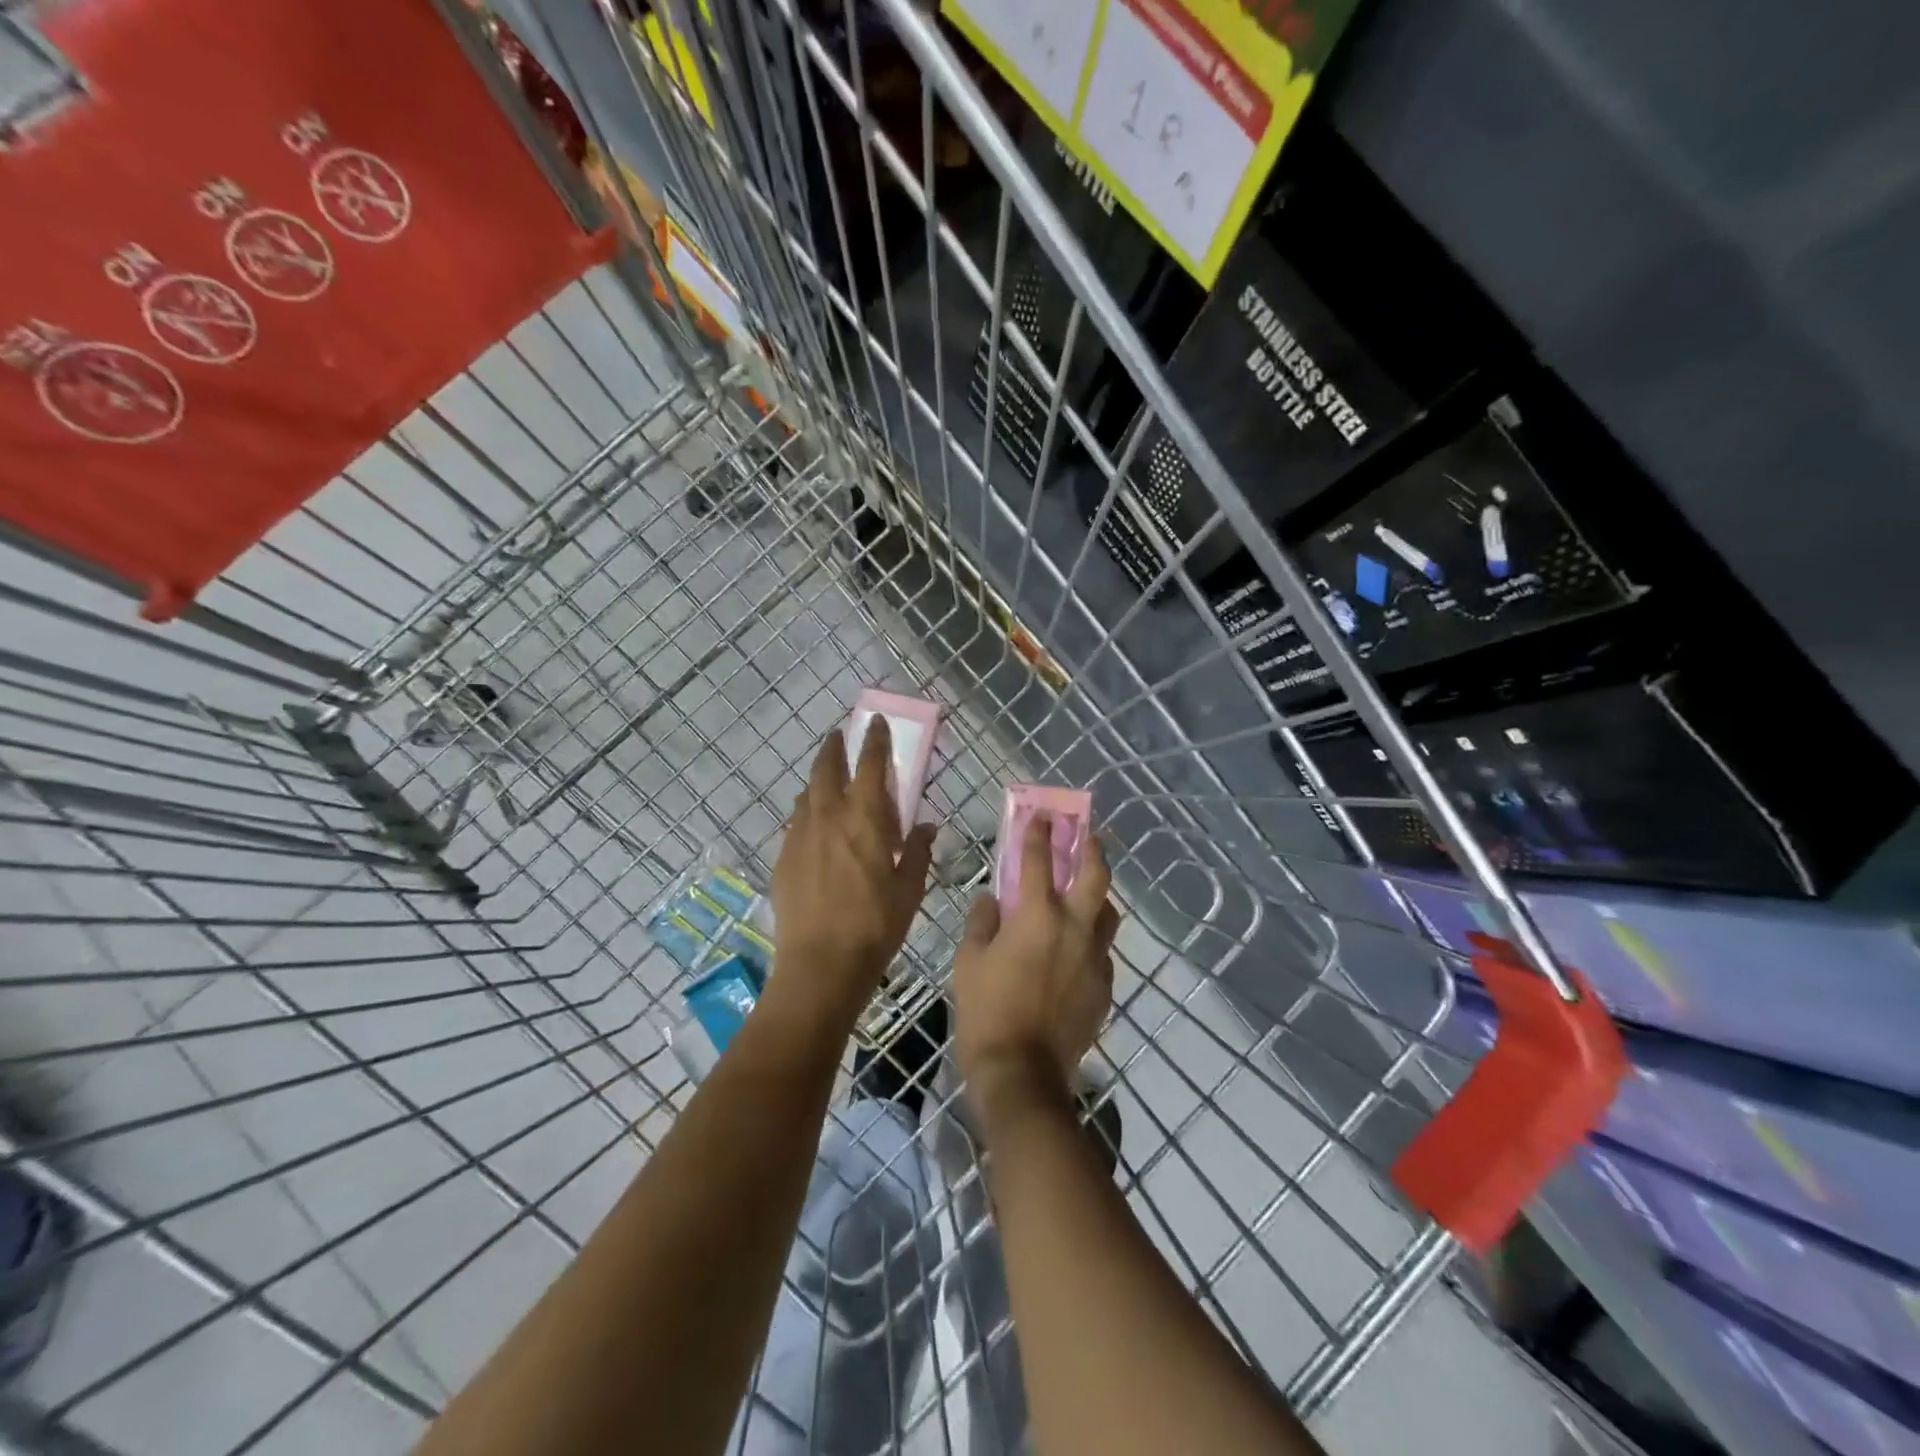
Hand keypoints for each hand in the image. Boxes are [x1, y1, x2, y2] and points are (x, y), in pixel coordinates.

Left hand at [770, 718, 935, 1026]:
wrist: (820, 964)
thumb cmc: (875, 925)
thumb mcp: (909, 890)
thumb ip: (917, 852)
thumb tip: (926, 827)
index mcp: (865, 819)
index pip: (871, 765)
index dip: (875, 740)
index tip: (875, 723)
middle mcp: (828, 817)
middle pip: (827, 768)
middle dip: (834, 747)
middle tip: (839, 736)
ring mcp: (800, 836)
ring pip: (807, 794)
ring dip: (819, 780)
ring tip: (828, 782)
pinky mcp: (783, 858)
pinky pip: (796, 823)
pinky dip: (807, 812)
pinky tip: (814, 828)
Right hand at [953, 813, 1117, 1109]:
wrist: (1023, 1072)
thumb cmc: (986, 1011)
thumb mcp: (969, 961)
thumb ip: (982, 922)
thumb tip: (992, 900)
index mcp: (1037, 916)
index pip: (1038, 860)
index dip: (1038, 833)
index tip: (1041, 815)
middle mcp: (1074, 927)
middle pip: (1095, 875)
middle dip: (1091, 848)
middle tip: (1086, 836)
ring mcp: (1094, 957)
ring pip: (1106, 912)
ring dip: (1096, 894)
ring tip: (1084, 892)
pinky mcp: (1104, 985)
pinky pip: (1102, 950)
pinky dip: (1091, 938)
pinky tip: (1077, 948)